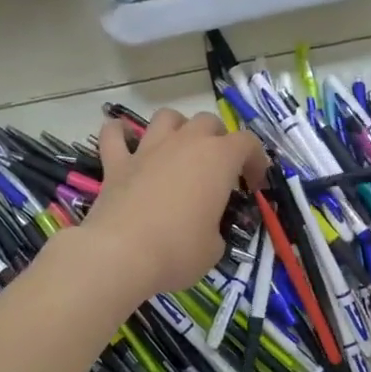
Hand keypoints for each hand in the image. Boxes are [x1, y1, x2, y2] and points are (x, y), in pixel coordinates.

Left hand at [82, 109, 267, 301]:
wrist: (121, 254)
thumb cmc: (179, 251)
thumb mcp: (215, 247)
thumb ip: (216, 227)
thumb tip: (206, 228)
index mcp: (218, 159)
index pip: (247, 143)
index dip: (255, 161)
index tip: (253, 185)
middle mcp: (184, 143)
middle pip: (208, 121)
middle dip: (218, 139)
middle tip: (218, 169)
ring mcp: (148, 150)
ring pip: (166, 117)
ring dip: (177, 127)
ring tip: (178, 148)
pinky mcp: (116, 164)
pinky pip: (114, 135)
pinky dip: (119, 133)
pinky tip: (123, 139)